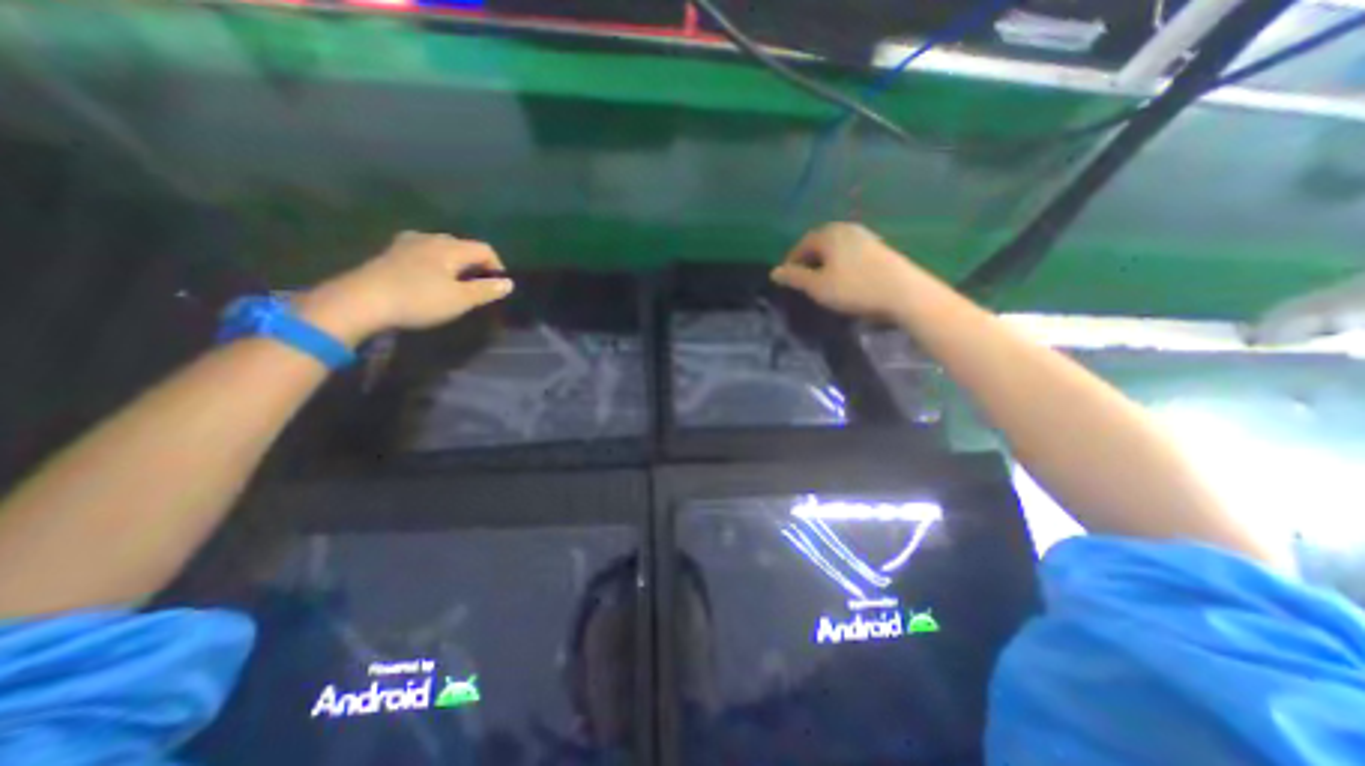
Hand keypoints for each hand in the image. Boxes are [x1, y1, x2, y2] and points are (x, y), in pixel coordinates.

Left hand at [297, 232, 512, 344]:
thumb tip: (508, 283)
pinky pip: (422, 253)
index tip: (497, 287)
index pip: (484, 249)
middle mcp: (430, 238)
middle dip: (475, 264)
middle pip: (462, 246)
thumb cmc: (418, 299)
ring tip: (454, 283)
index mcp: (450, 247)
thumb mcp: (460, 299)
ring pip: (440, 248)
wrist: (360, 301)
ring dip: (453, 263)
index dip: (496, 266)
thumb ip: (486, 290)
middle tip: (477, 286)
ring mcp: (406, 244)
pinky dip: (433, 264)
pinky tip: (428, 279)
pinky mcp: (390, 253)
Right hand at [773, 223, 920, 315]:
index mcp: (829, 234)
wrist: (903, 293)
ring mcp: (866, 236)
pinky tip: (844, 278)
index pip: (803, 243)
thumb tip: (774, 272)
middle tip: (802, 278)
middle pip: (820, 242)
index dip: (792, 260)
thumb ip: (795, 278)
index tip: (786, 277)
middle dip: (808, 259)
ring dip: (825, 261)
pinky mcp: (880, 248)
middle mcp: (847, 229)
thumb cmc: (854, 288)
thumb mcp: (818, 286)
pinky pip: (851, 252)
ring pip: (837, 247)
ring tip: (821, 280)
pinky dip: (841, 263)